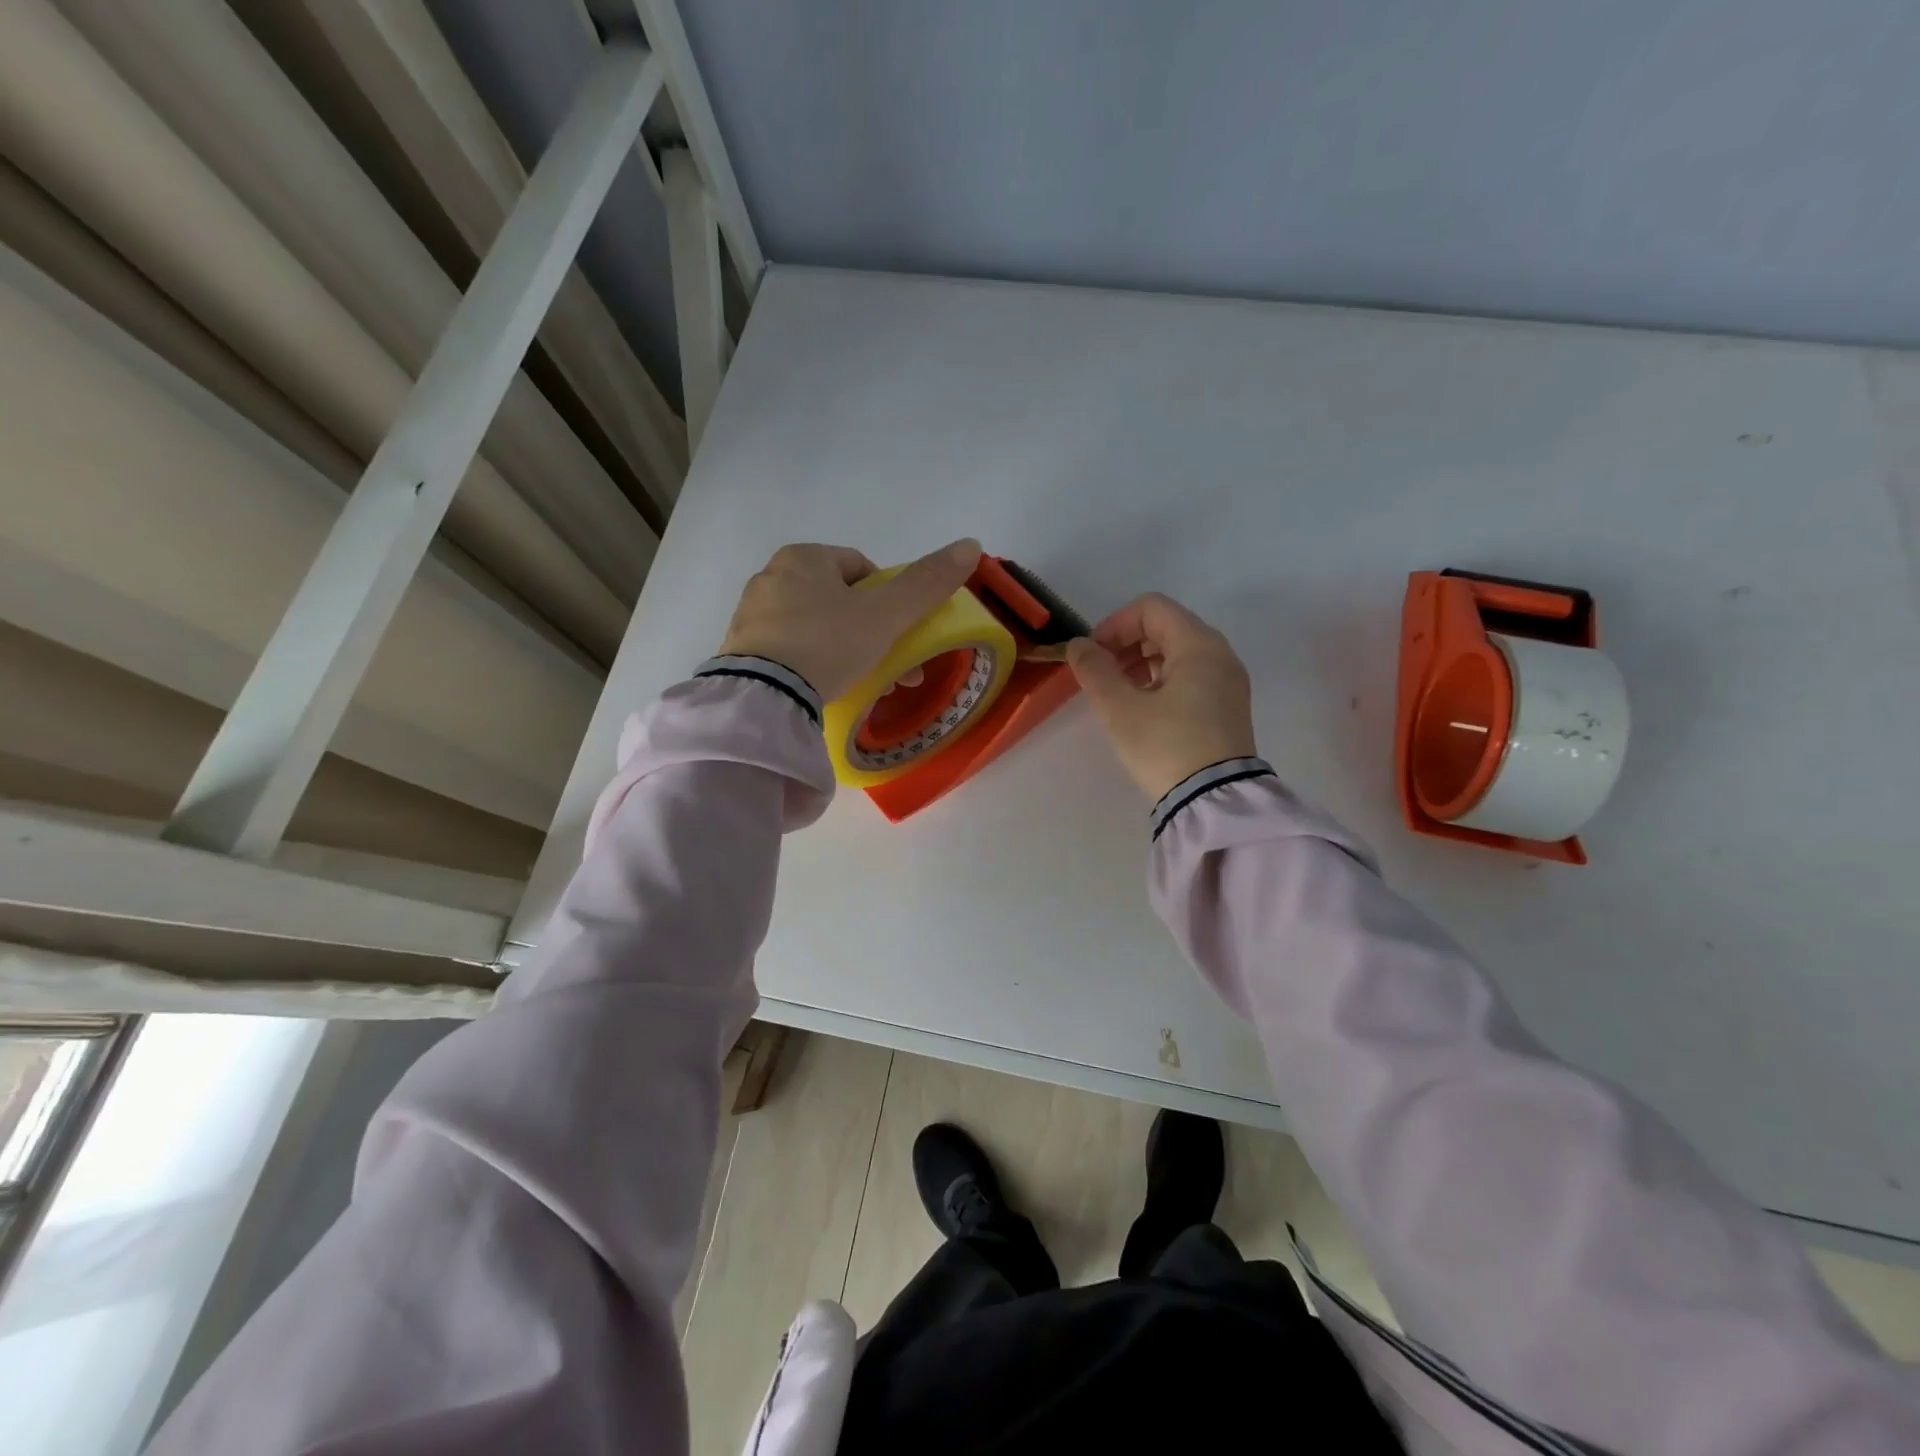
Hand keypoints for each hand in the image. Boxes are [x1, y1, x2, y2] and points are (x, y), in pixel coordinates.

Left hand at [718, 539, 981, 701]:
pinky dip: (815, 666)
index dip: (889, 599)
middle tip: (893, 669)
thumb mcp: (886, 614)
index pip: (861, 568)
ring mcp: (752, 615)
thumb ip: (927, 583)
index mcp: (804, 557)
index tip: (899, 633)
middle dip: (872, 633)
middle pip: (839, 601)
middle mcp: (773, 576)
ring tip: (867, 685)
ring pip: (816, 628)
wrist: (764, 695)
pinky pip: (791, 651)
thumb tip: (971, 544)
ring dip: (847, 651)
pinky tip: (828, 690)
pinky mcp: (741, 651)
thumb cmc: (828, 643)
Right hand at [1066, 593, 1257, 801]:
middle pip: (1166, 627)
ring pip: (1178, 653)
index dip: (1114, 624)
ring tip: (1120, 696)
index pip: (1151, 608)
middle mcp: (1220, 654)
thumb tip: (1079, 646)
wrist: (1213, 801)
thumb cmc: (1165, 747)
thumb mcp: (1119, 708)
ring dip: (1142, 663)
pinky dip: (1162, 680)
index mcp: (1198, 645)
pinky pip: (1191, 676)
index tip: (1093, 656)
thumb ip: (1094, 670)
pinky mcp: (1228, 706)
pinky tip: (1144, 710)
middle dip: (1126, 644)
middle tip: (1102, 676)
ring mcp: (1228, 681)